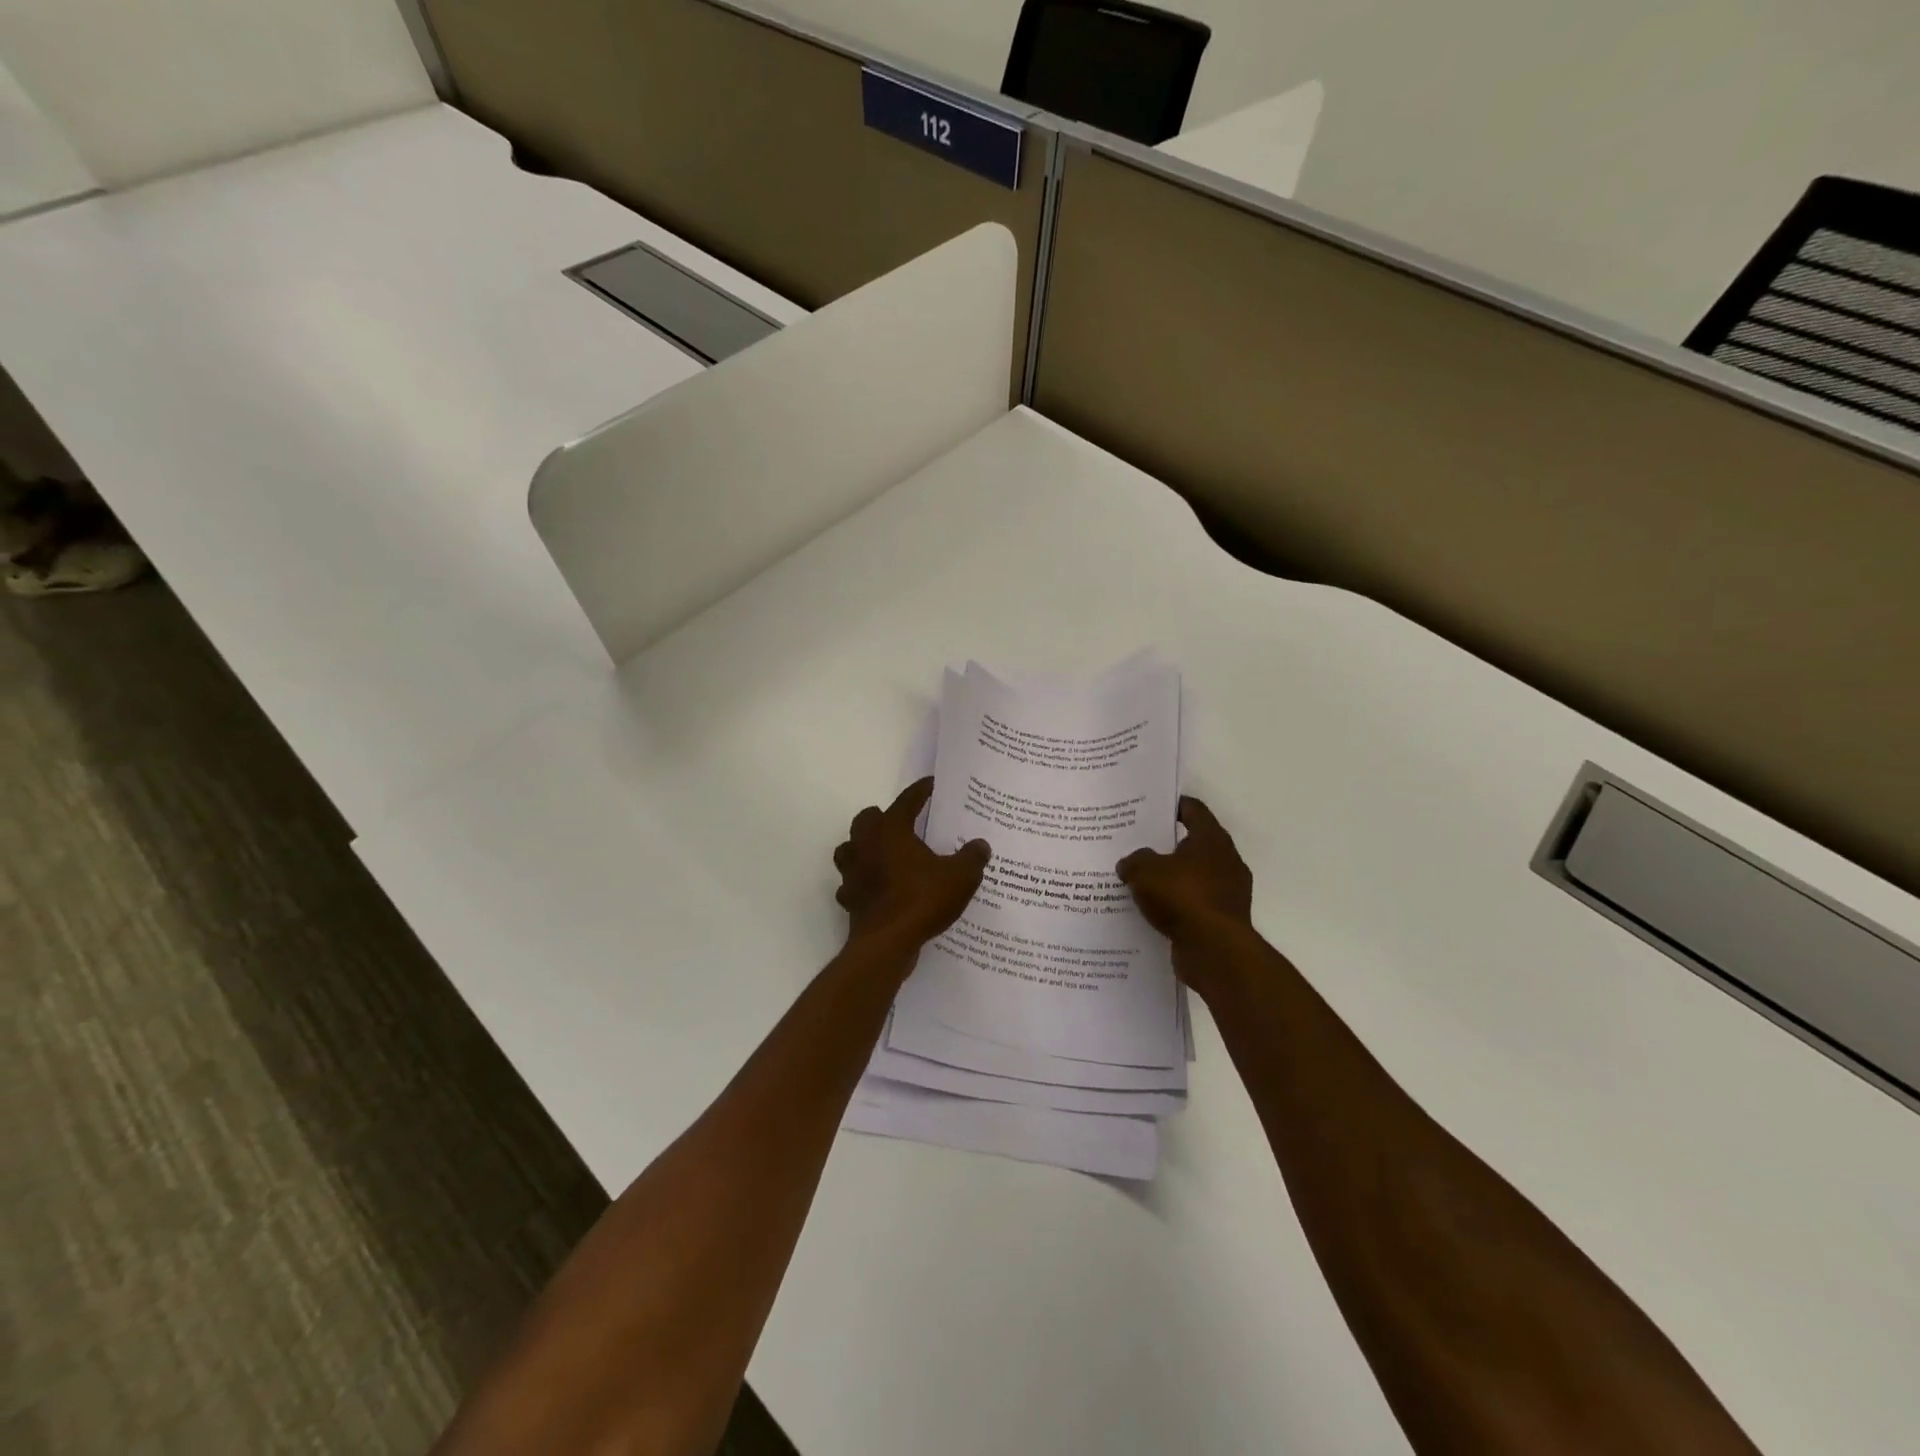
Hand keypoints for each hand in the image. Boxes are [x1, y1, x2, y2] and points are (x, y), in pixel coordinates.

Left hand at [834, 778, 990, 953]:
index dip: (920, 791)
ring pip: (850, 848)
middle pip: (867, 819)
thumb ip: (972, 857)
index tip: (931, 785)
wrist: (887, 943)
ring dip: (863, 848)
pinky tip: (876, 890)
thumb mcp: (960, 877)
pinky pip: (851, 883)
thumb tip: (980, 844)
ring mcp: (852, 872)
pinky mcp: (849, 899)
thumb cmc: (922, 900)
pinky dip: (861, 883)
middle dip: (882, 817)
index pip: (906, 801)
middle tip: (903, 824)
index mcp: (891, 830)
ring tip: (883, 854)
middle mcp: (866, 845)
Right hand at [1116, 797, 1254, 989]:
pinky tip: (1153, 910)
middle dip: (1168, 845)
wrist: (1215, 950)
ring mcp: (1228, 892)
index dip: (1173, 806)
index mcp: (1212, 839)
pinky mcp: (1223, 919)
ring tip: (1141, 881)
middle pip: (1194, 844)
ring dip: (1172, 878)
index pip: (1194, 810)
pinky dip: (1177, 905)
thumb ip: (1135, 860)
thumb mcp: (1145, 871)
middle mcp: (1226, 861)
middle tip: (1138, 845)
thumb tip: (1130, 863)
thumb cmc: (1183, 896)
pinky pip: (1194, 904)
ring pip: (1194, 876)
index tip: (1150, 807)